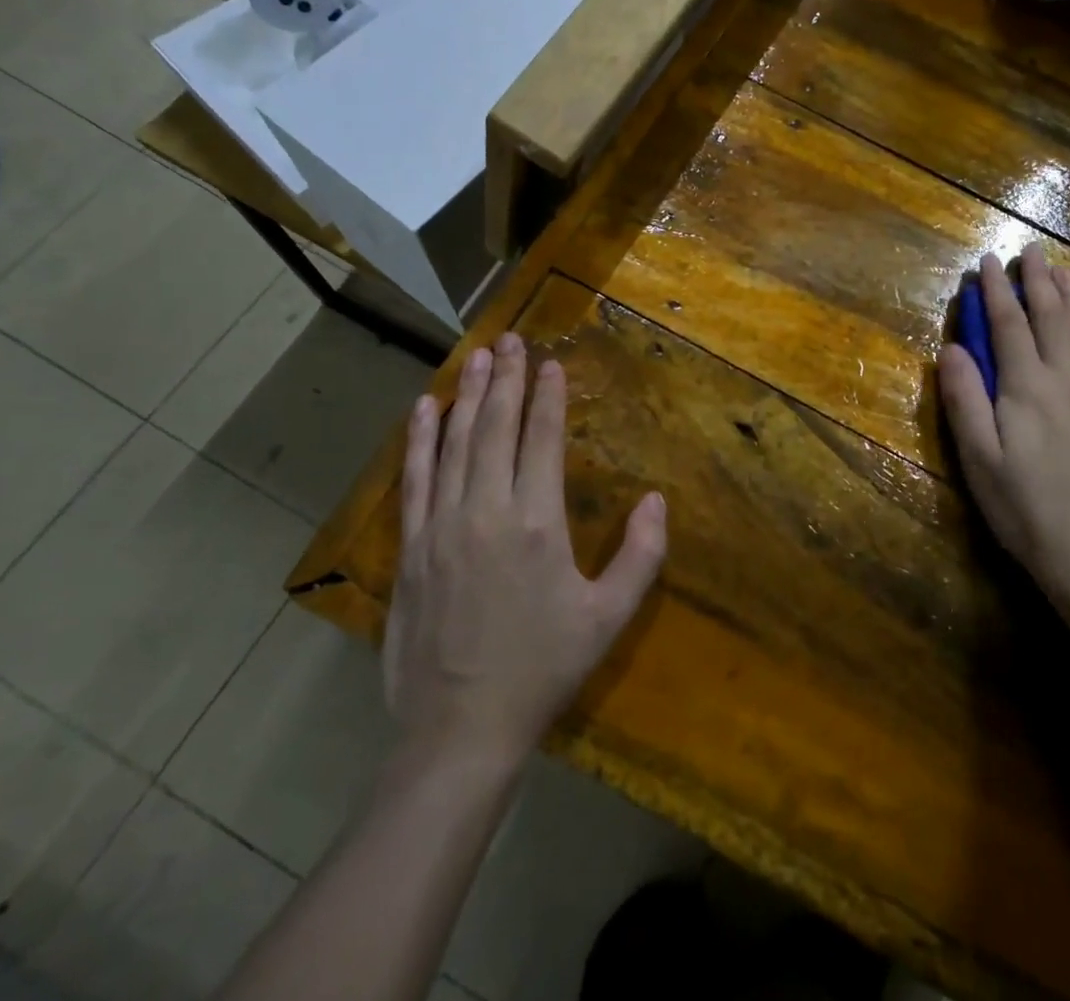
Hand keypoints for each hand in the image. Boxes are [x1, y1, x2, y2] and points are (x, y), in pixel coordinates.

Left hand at [384, 332, 667, 760]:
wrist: (460, 730)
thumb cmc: (542, 670)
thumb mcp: (608, 618)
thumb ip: (641, 555)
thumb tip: (659, 500)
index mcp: (538, 523)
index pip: (543, 440)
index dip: (547, 396)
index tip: (549, 362)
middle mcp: (488, 511)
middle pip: (497, 428)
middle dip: (507, 379)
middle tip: (510, 339)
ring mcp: (442, 526)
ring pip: (456, 443)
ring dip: (468, 395)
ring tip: (478, 356)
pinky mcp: (410, 548)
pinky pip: (415, 480)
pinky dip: (421, 439)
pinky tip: (426, 408)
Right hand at [939, 246, 1069, 625]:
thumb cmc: (1021, 507)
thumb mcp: (977, 458)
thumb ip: (965, 399)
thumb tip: (952, 347)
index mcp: (1027, 388)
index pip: (1008, 326)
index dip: (995, 292)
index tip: (986, 262)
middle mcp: (1067, 380)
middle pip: (1051, 318)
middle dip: (1037, 282)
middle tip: (1029, 252)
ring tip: (1061, 271)